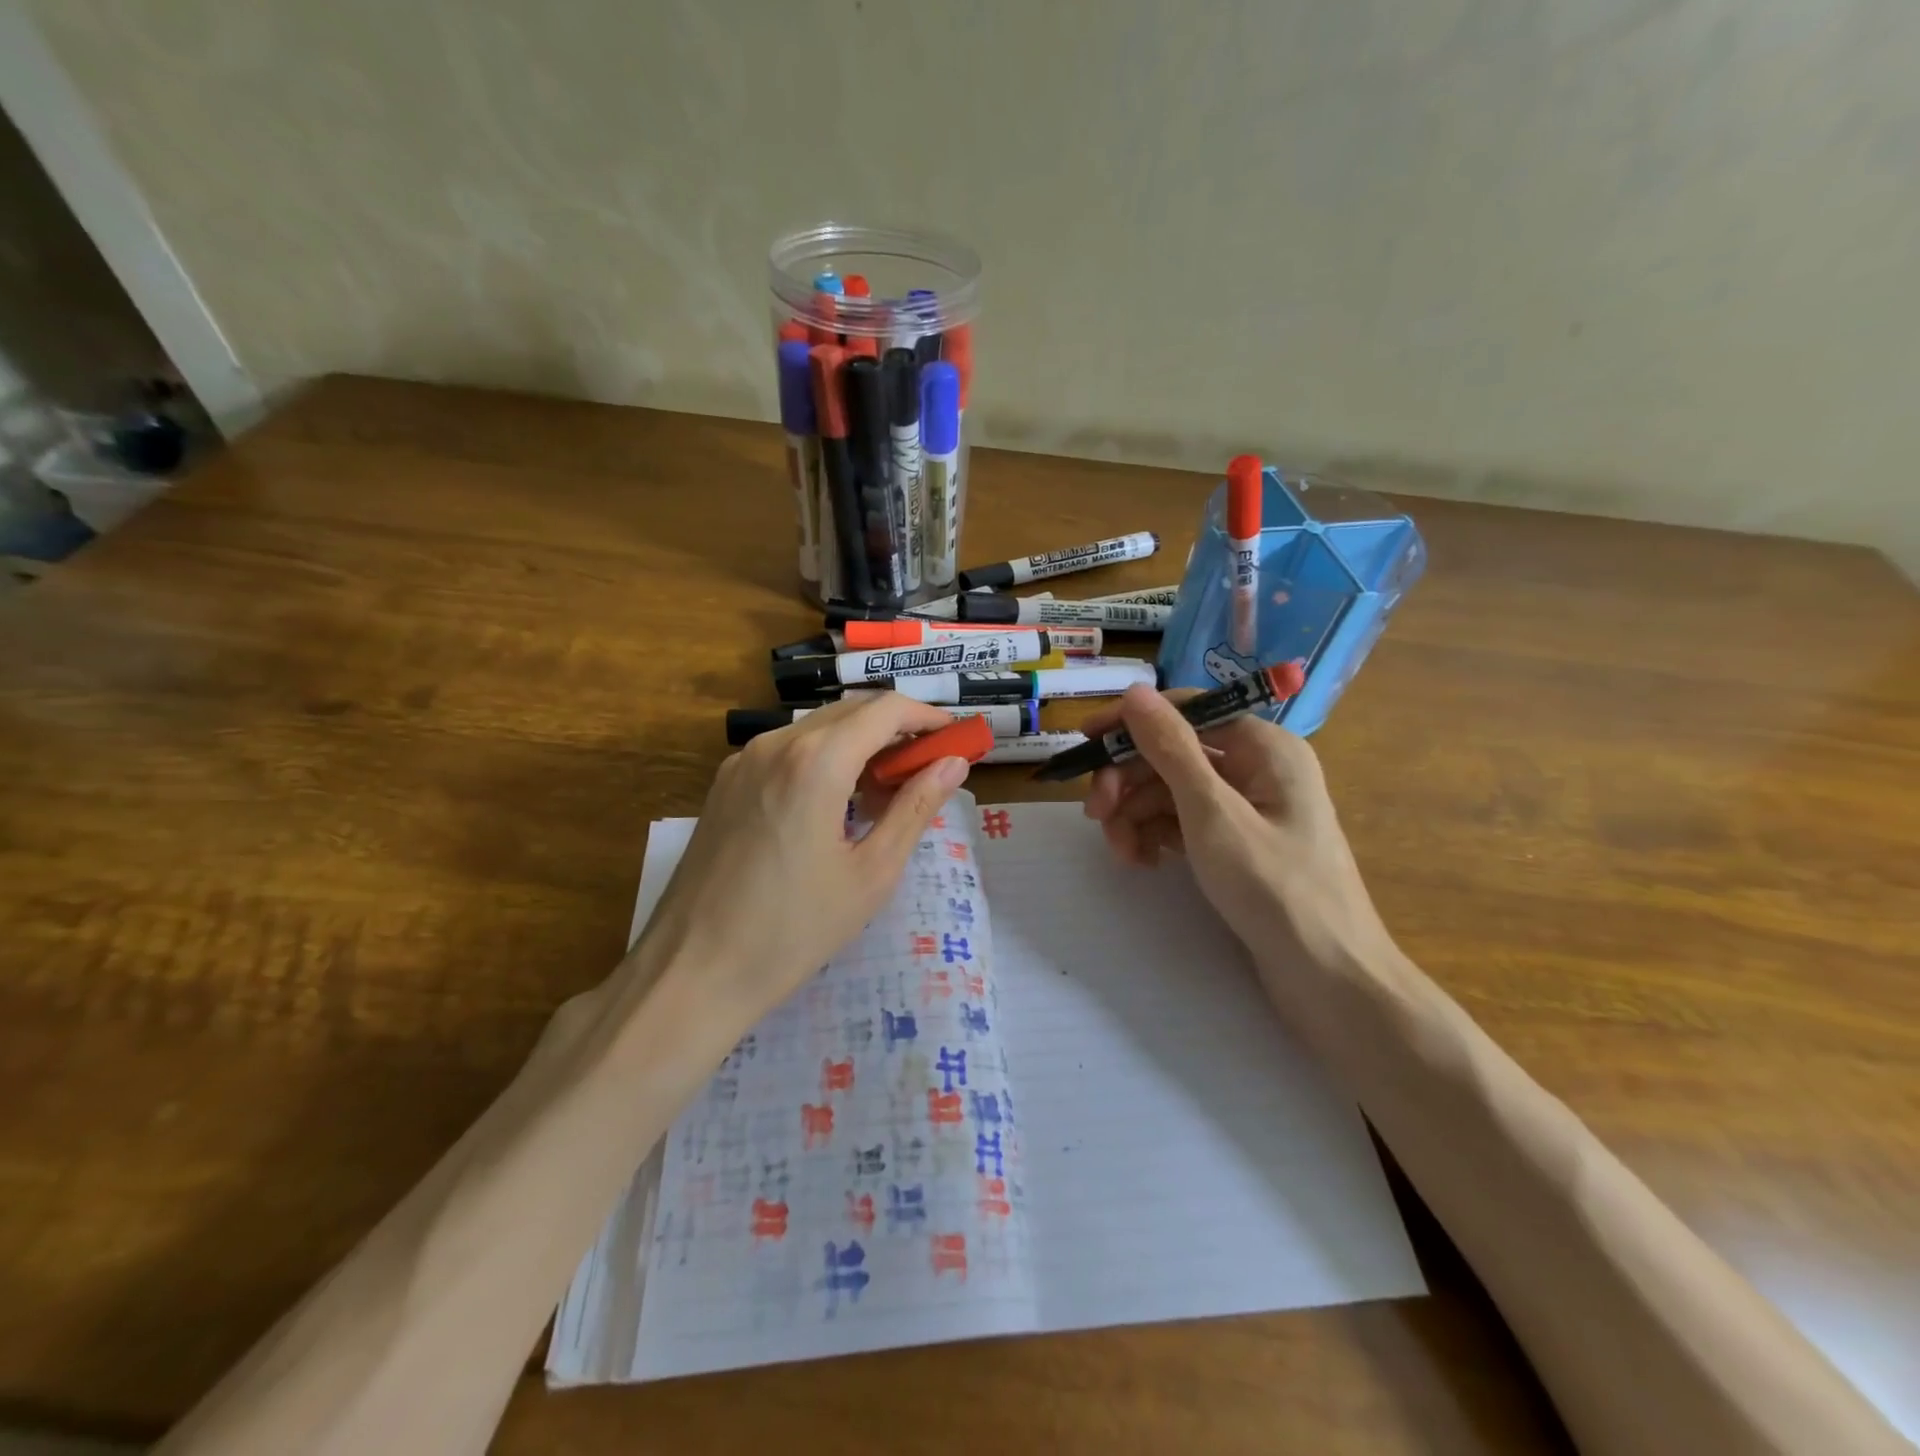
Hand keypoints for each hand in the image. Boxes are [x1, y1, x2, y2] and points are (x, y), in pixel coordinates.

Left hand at [638, 693, 970, 1025]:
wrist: (691, 973)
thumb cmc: (793, 930)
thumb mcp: (871, 873)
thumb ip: (915, 808)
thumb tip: (954, 764)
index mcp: (816, 761)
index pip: (885, 710)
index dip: (927, 717)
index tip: (956, 739)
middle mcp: (775, 744)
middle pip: (850, 713)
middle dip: (896, 730)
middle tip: (928, 769)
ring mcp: (742, 761)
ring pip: (817, 730)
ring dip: (859, 745)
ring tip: (887, 793)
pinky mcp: (725, 784)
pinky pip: (786, 752)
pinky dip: (823, 760)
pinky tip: (836, 804)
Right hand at [1082, 685, 1396, 990]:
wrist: (1330, 981)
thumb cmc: (1275, 889)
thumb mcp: (1213, 814)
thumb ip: (1171, 749)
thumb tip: (1135, 691)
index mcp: (1264, 746)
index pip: (1185, 712)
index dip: (1131, 723)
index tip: (1084, 742)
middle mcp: (1258, 767)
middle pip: (1174, 754)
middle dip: (1129, 781)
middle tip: (1094, 815)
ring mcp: (1248, 808)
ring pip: (1173, 792)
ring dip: (1137, 815)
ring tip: (1121, 853)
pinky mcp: (1238, 844)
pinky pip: (1185, 823)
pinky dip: (1157, 836)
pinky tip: (1143, 862)